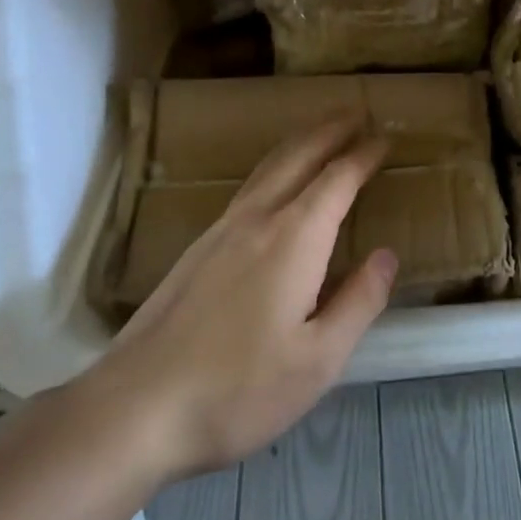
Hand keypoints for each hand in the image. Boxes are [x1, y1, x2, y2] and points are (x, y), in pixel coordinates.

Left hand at [69, 115, 397, 491]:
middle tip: (357, 112)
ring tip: (321, 130)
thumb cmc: (236, 389)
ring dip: (301, 140)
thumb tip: (386, 255)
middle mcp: (259, 218)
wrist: (134, 408)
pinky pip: (250, 184)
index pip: (338, 178)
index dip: (364, 155)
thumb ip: (359, 302)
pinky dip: (276, 164)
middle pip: (300, 155)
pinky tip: (274, 181)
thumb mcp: (317, 361)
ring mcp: (223, 229)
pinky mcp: (199, 247)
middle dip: (331, 129)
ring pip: (269, 166)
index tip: (385, 138)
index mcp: (295, 237)